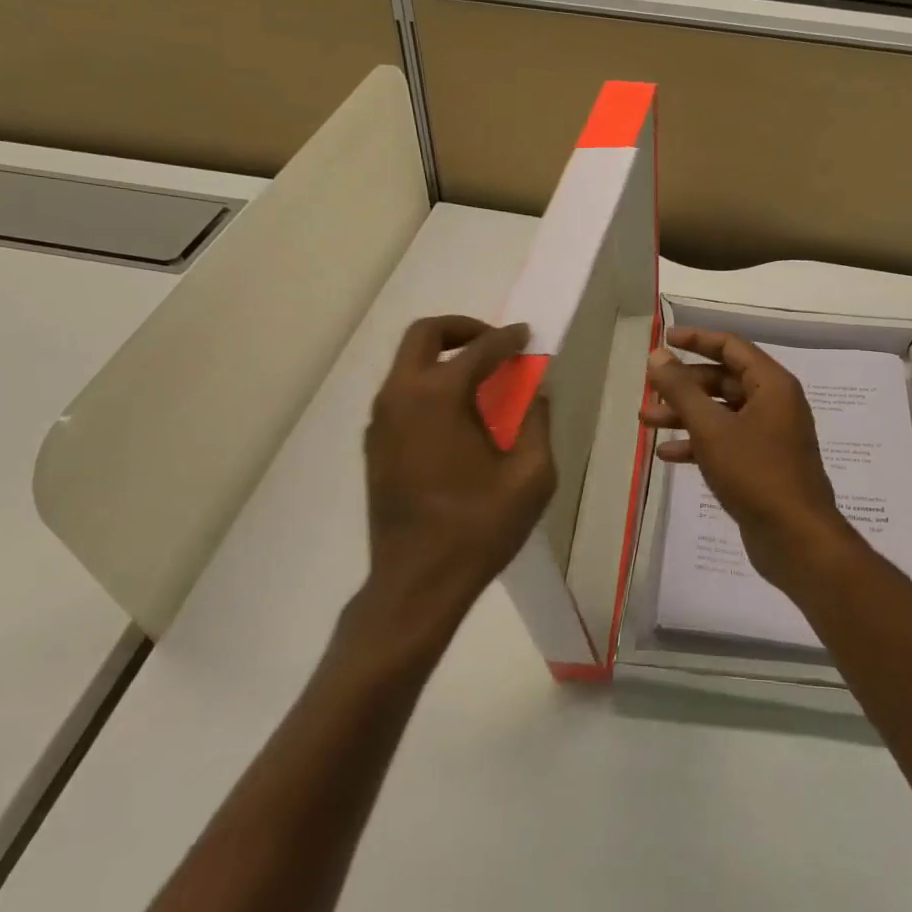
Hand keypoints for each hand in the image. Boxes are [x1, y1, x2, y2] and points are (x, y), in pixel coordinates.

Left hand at [360, 316, 556, 642]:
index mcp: (439, 397)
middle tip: (493, 344)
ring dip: (443, 357)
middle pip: (425, 335)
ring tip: (480, 381)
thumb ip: (536, 423)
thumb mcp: (530, 476)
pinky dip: (429, 385)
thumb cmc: (478, 528)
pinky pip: (401, 394)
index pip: (480, 349)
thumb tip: (536, 393)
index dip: (508, 339)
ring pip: (408, 364)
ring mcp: (381, 420)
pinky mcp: (374, 444)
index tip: (526, 335)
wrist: (416, 582)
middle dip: (462, 329)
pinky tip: (456, 417)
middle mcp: (401, 396)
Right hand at [642, 328, 855, 592]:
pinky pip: (726, 441)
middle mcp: (775, 403)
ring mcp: (770, 435)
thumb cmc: (755, 472)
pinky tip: (668, 454)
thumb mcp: (711, 428)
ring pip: (721, 412)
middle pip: (723, 380)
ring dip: (685, 415)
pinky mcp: (762, 464)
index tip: (664, 340)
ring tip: (646, 422)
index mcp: (772, 385)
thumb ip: (681, 390)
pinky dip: (699, 443)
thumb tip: (658, 355)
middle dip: (683, 385)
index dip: (696, 340)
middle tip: (648, 391)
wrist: (795, 538)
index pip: (731, 347)